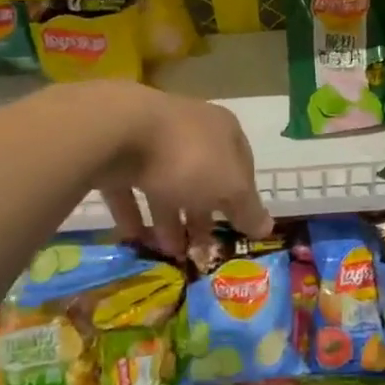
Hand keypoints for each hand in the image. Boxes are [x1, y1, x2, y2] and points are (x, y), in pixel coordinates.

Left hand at [92, 85, 274, 256]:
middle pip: (203, 177)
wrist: (118, 133)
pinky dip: (134, 214)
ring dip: (170, 220)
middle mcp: (190, 131)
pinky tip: (136, 240)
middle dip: (203, 215)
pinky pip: (130, 190)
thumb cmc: (189, 157)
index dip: (244, 198)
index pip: (242, 165)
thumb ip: (248, 209)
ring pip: (166, 185)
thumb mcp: (230, 187)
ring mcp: (151, 142)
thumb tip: (267, 227)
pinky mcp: (117, 156)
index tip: (240, 228)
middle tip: (202, 249)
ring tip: (171, 253)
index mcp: (223, 130)